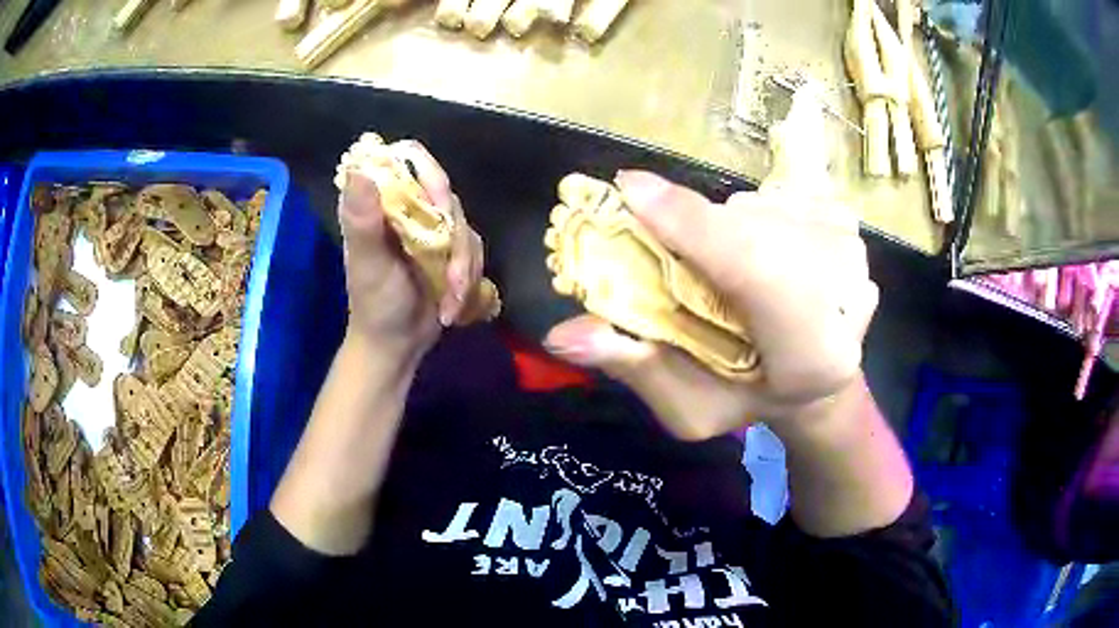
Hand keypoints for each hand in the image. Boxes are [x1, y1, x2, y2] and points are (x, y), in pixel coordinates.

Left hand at [339, 141, 483, 361]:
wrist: (395, 345)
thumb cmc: (374, 305)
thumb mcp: (367, 263)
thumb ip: (362, 219)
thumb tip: (357, 170)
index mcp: (382, 203)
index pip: (409, 161)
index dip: (431, 176)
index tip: (439, 208)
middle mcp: (408, 209)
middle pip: (446, 196)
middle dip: (454, 241)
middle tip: (450, 278)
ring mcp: (430, 229)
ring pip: (464, 227)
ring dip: (464, 268)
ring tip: (450, 301)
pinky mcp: (449, 251)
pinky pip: (473, 251)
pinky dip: (469, 280)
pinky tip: (454, 306)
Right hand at [543, 171, 878, 440]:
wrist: (825, 380)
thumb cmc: (753, 400)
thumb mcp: (689, 408)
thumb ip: (636, 368)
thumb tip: (559, 335)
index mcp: (811, 352)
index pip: (754, 271)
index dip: (690, 228)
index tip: (627, 190)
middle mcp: (844, 289)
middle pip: (742, 230)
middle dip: (694, 238)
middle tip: (677, 269)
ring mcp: (851, 247)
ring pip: (753, 210)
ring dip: (723, 234)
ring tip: (732, 277)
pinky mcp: (846, 221)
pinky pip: (773, 202)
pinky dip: (752, 224)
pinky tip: (765, 259)